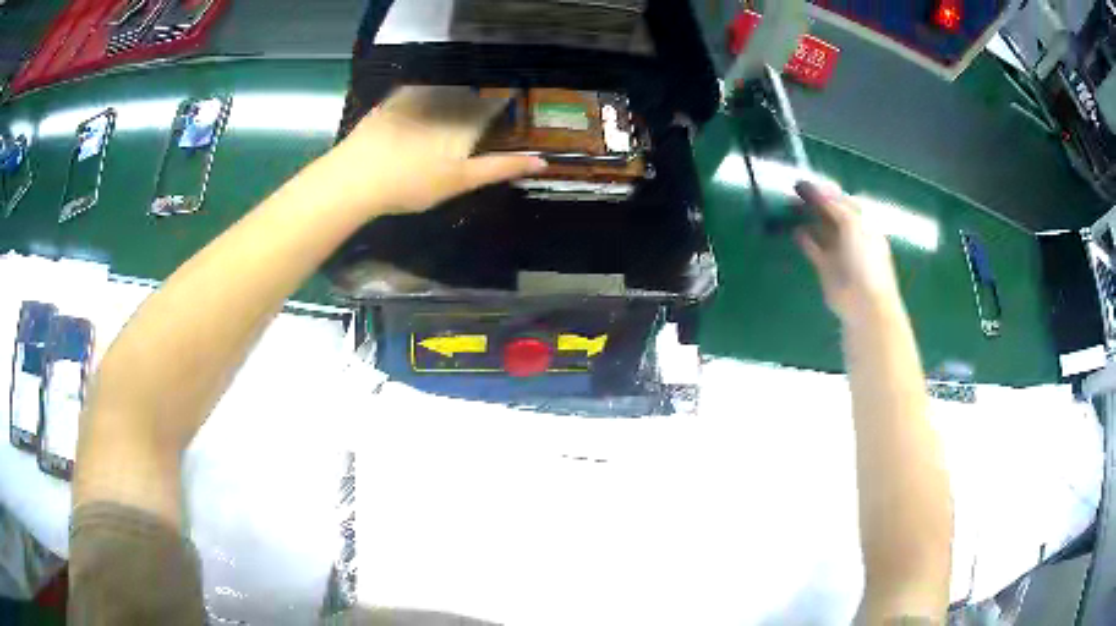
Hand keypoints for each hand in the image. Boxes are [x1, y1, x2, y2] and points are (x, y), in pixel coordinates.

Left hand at [324, 86, 546, 215]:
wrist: (357, 178)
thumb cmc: (413, 183)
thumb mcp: (461, 181)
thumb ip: (500, 168)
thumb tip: (543, 161)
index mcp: (466, 118)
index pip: (496, 101)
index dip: (507, 99)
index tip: (513, 101)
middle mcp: (446, 101)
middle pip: (473, 90)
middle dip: (482, 93)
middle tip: (487, 100)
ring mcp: (417, 98)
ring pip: (446, 85)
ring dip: (458, 87)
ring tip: (460, 96)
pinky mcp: (393, 100)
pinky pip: (417, 87)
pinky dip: (427, 88)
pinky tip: (425, 97)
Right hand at [794, 182, 902, 323]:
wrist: (864, 303)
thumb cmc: (865, 260)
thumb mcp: (853, 225)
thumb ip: (835, 206)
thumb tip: (819, 189)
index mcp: (863, 223)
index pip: (844, 201)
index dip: (827, 190)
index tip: (808, 181)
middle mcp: (851, 235)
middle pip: (831, 213)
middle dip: (815, 200)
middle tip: (795, 188)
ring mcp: (839, 252)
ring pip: (821, 229)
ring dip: (808, 217)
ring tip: (789, 204)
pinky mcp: (826, 268)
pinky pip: (813, 249)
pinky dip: (804, 239)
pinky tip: (794, 230)